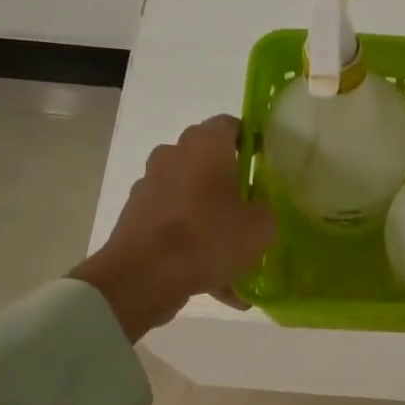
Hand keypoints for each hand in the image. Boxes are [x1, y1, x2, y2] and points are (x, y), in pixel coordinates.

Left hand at [71, 115, 275, 341]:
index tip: (268, 166)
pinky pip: (175, 225)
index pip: (231, 125)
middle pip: (209, 162)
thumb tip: (262, 207)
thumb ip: (268, 209)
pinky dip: (193, 244)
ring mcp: (150, 185)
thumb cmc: (208, 238)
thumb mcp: (261, 227)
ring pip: (192, 197)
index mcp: (205, 146)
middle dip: (231, 184)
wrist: (143, 277)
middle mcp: (173, 155)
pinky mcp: (136, 216)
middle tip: (253, 210)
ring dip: (212, 218)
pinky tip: (214, 279)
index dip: (253, 142)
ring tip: (235, 257)